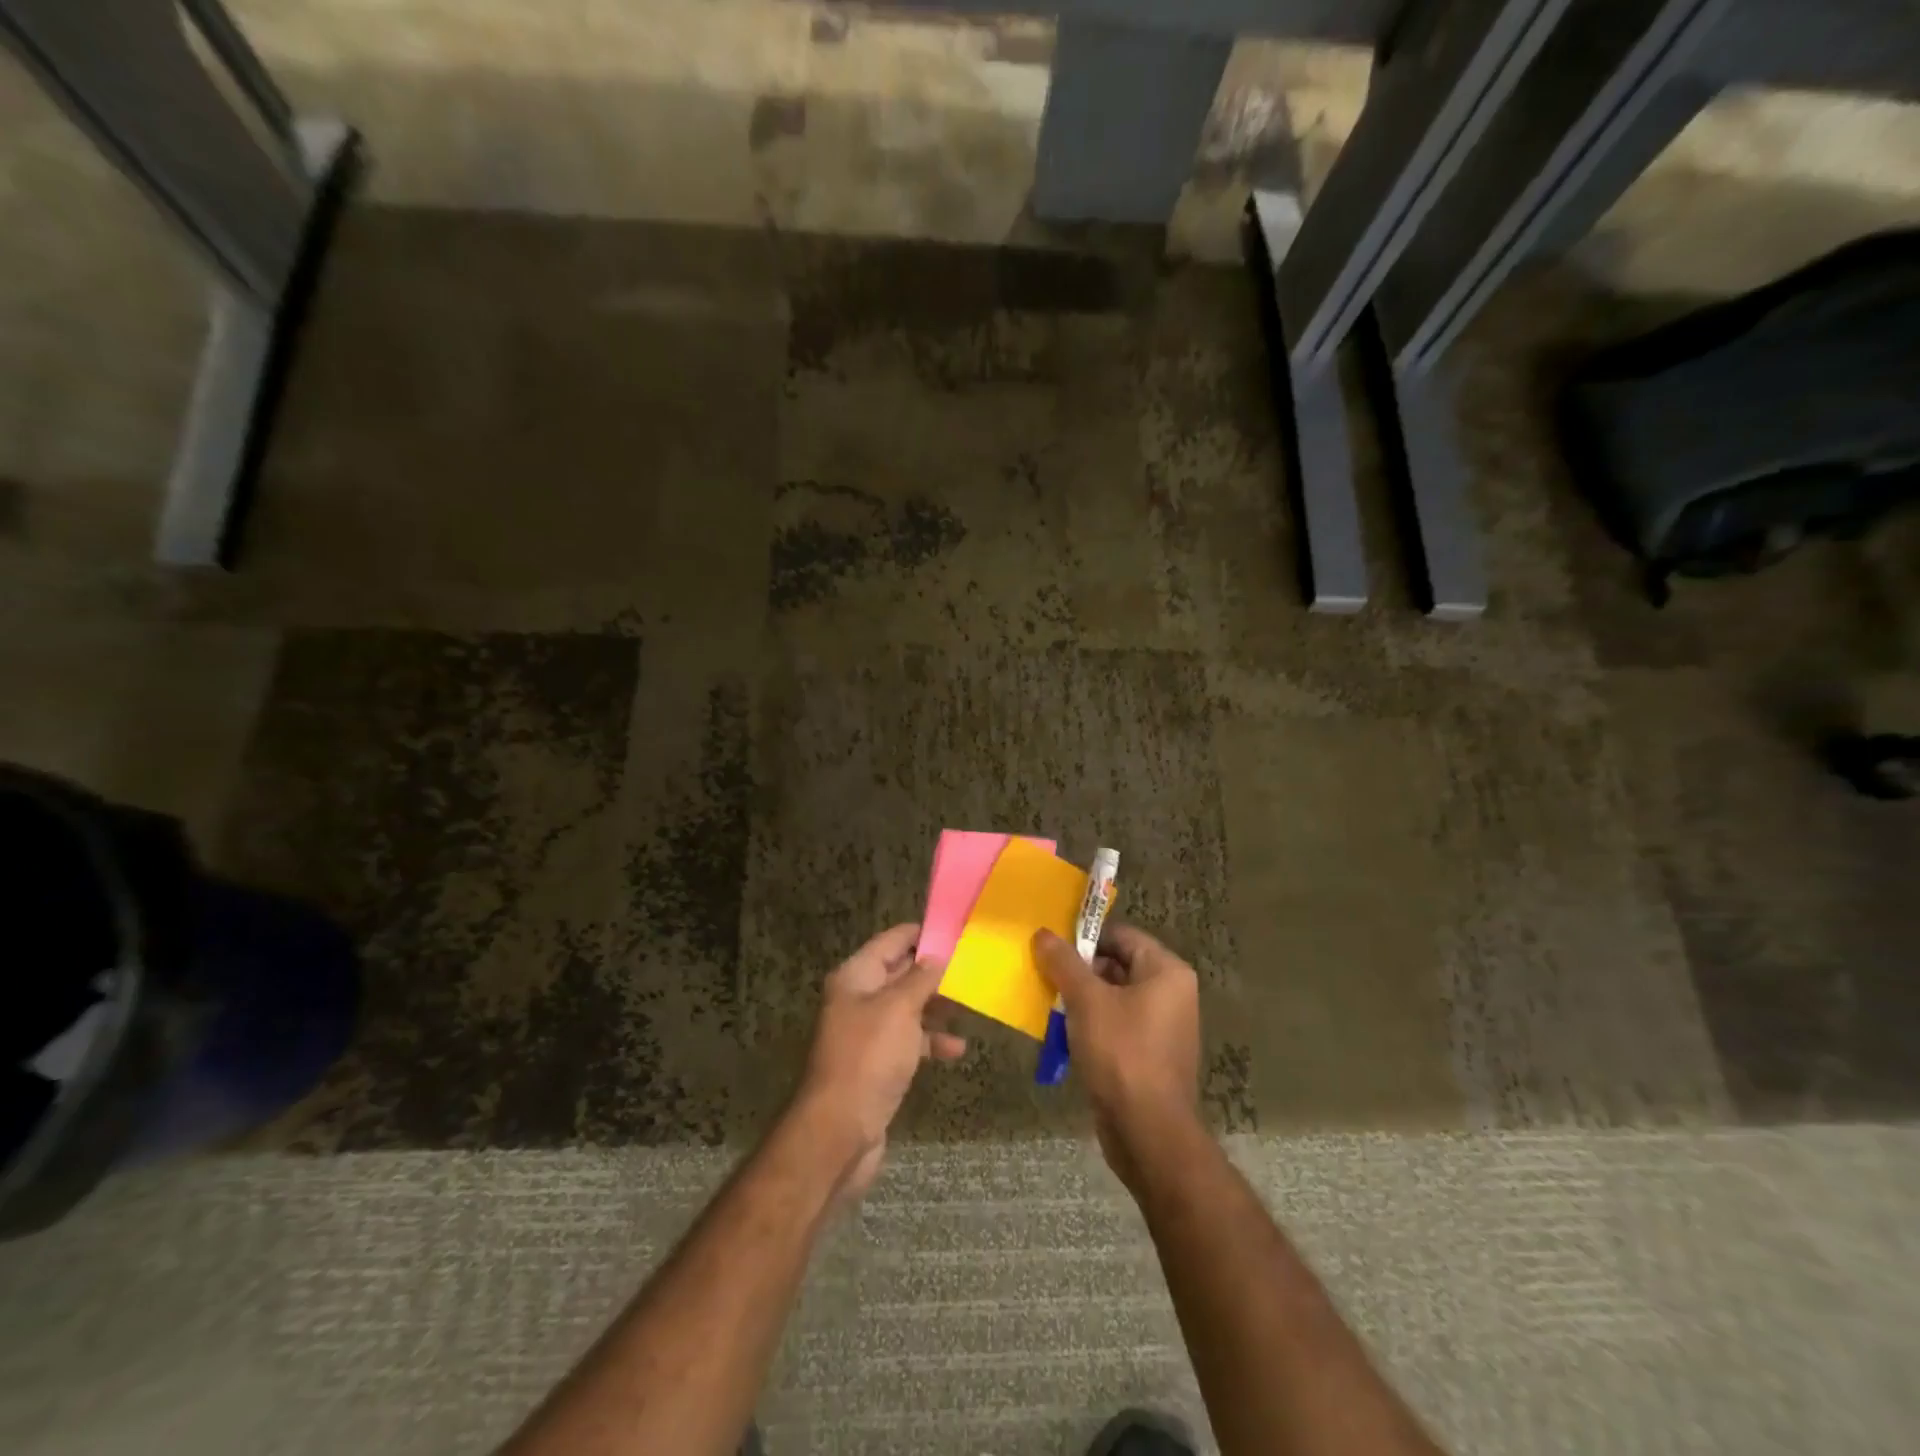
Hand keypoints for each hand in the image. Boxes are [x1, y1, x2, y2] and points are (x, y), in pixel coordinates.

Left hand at [795, 923, 965, 1203]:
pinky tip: (957, 1049)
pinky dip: (931, 1041)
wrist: (840, 1131)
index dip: (921, 933)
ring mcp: (868, 1033)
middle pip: (900, 973)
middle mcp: (858, 999)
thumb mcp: (899, 1009)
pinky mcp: (878, 1063)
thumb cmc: (869, 1058)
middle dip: (934, 971)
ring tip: (970, 1005)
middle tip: (972, 966)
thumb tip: (937, 955)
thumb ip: (920, 978)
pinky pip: (909, 1041)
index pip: (891, 941)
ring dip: (936, 1007)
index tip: (956, 929)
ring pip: (908, 1008)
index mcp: (855, 977)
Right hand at [1033, 923, 1201, 1187]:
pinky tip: (1063, 1037)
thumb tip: (1042, 933)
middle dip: (1078, 971)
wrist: (1148, 1132)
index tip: (1051, 947)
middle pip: (1117, 965)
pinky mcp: (1150, 1056)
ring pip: (1113, 998)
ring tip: (1048, 1006)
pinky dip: (1091, 1026)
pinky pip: (1116, 1027)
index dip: (1085, 938)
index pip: (1121, 936)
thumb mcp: (1086, 1000)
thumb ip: (1063, 962)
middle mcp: (1171, 994)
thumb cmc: (1121, 1053)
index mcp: (1166, 972)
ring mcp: (1163, 1027)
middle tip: (1045, 976)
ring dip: (1081, 1000)